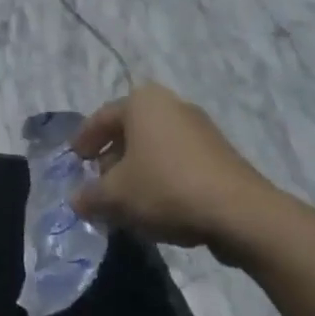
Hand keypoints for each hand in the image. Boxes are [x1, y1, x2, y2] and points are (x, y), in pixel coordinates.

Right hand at [69, 83, 284, 260]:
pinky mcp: (220, 154)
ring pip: (155, 148)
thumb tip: (76, 200)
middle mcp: (171, 105)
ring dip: (137, 171)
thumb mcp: (115, 196)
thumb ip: (89, 196)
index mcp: (142, 102)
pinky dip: (162, 179)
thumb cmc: (166, 188)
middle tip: (99, 184)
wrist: (240, 213)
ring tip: (127, 201)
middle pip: (130, 131)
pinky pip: (179, 162)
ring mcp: (200, 128)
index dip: (83, 141)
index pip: (101, 118)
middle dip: (112, 159)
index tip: (74, 162)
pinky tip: (158, 207)